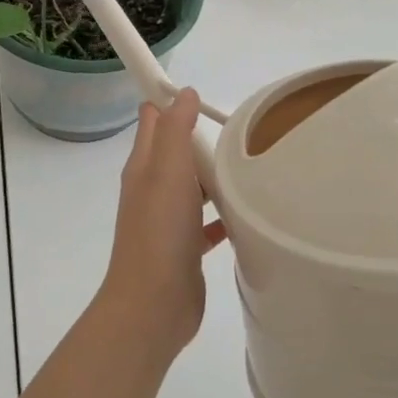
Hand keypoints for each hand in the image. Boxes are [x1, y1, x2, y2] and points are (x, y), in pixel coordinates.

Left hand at [98, 90, 225, 355]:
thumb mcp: (168, 170)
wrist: (152, 305)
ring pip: (193, 187)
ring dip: (216, 177)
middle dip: (203, 140)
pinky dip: (222, 216)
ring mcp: (167, 221)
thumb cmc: (160, 231)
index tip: (206, 95)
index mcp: (144, 166)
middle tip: (243, 133)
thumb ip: (175, 129)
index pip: (154, 121)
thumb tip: (182, 92)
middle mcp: (152, 189)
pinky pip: (206, 224)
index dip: (171, 102)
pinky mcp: (184, 249)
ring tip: (253, 169)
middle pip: (176, 153)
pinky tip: (247, 216)